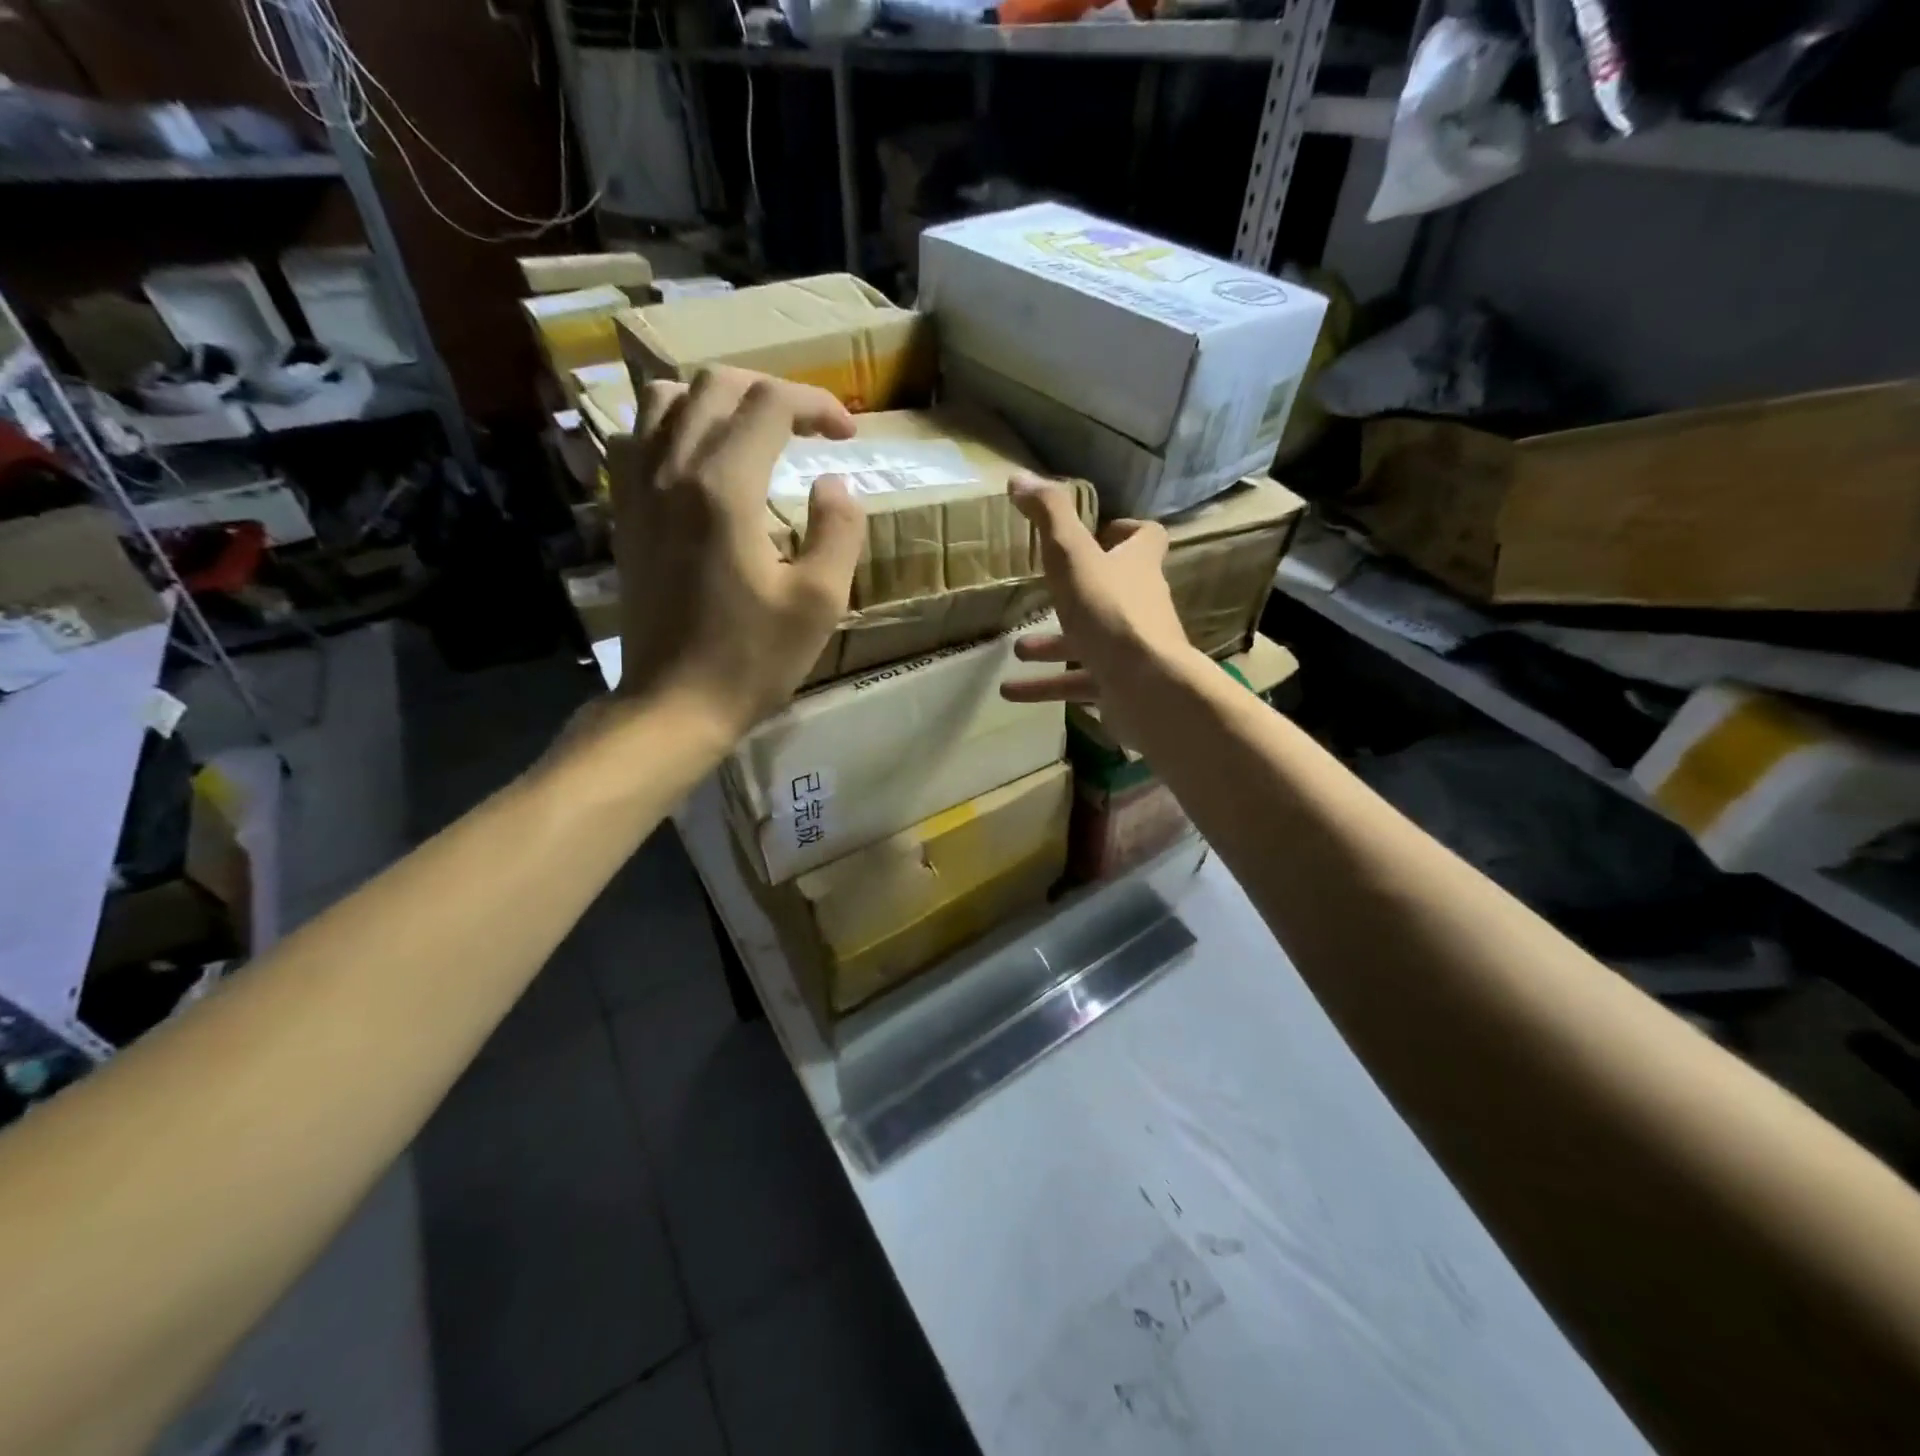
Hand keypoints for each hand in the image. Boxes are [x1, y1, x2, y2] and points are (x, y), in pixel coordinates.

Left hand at [606, 367, 865, 734]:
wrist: (673, 704)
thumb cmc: (752, 659)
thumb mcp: (819, 602)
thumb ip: (838, 531)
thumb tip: (833, 484)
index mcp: (725, 487)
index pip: (771, 404)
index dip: (818, 405)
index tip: (848, 435)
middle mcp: (672, 470)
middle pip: (716, 386)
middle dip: (771, 393)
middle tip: (808, 428)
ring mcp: (637, 489)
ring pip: (665, 400)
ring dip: (715, 402)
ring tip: (750, 433)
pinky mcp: (623, 513)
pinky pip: (635, 438)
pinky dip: (670, 429)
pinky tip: (695, 461)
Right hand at [1000, 471, 1199, 729]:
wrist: (1146, 687)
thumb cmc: (1110, 612)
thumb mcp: (1073, 557)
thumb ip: (1049, 517)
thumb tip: (1019, 477)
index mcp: (1137, 567)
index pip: (1146, 538)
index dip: (1124, 532)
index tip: (1097, 532)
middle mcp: (1140, 605)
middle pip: (1112, 591)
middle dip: (1074, 594)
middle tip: (1043, 594)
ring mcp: (1132, 650)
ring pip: (1088, 643)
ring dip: (1051, 646)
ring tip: (1016, 650)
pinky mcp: (1121, 687)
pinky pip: (1079, 684)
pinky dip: (1046, 686)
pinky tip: (1010, 693)